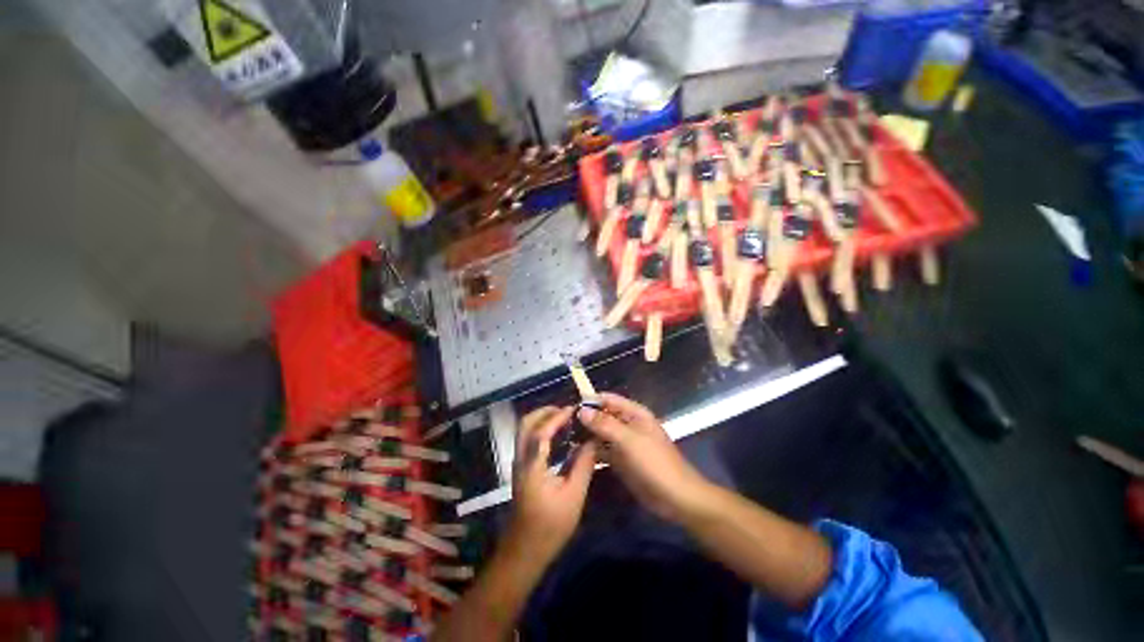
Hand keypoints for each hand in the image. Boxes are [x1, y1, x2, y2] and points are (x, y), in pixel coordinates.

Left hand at [507, 406, 597, 567]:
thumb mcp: (573, 496)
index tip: (575, 409)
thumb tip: (592, 440)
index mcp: (532, 465)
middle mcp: (521, 459)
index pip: (542, 430)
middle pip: (526, 423)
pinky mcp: (522, 469)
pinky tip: (559, 437)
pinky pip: (529, 439)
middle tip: (567, 411)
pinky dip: (541, 430)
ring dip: (543, 419)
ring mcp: (519, 463)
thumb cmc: (550, 526)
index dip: (558, 416)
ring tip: (566, 419)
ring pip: (525, 430)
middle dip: (545, 412)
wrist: (524, 551)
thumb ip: (583, 464)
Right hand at [577, 393, 710, 521]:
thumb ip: (605, 424)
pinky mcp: (621, 460)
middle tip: (562, 426)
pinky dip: (592, 450)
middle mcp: (627, 424)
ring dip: (586, 435)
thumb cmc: (654, 463)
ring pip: (601, 433)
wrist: (676, 498)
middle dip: (585, 419)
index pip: (607, 399)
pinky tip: (575, 454)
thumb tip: (582, 410)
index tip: (568, 408)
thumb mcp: (629, 441)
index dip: (589, 401)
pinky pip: (603, 450)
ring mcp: (624, 443)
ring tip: (564, 438)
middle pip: (603, 415)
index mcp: (634, 413)